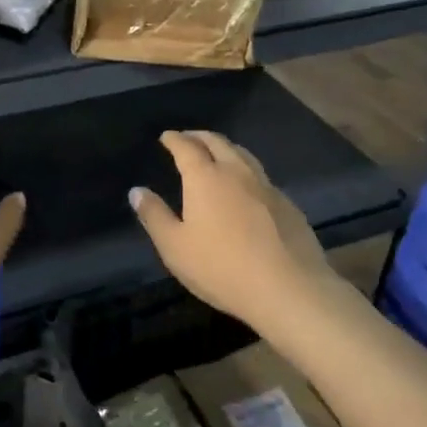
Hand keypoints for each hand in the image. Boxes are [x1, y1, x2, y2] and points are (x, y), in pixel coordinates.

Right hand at [130, 130, 332, 327]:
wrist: (289, 289)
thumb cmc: (221, 268)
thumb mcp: (175, 247)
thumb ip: (154, 216)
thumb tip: (137, 191)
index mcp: (206, 178)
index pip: (187, 147)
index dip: (175, 139)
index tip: (167, 136)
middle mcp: (237, 172)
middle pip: (218, 142)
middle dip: (200, 136)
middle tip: (189, 138)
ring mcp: (267, 186)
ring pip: (244, 155)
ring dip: (227, 148)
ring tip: (218, 153)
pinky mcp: (288, 204)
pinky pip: (262, 177)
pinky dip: (247, 171)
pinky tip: (247, 187)